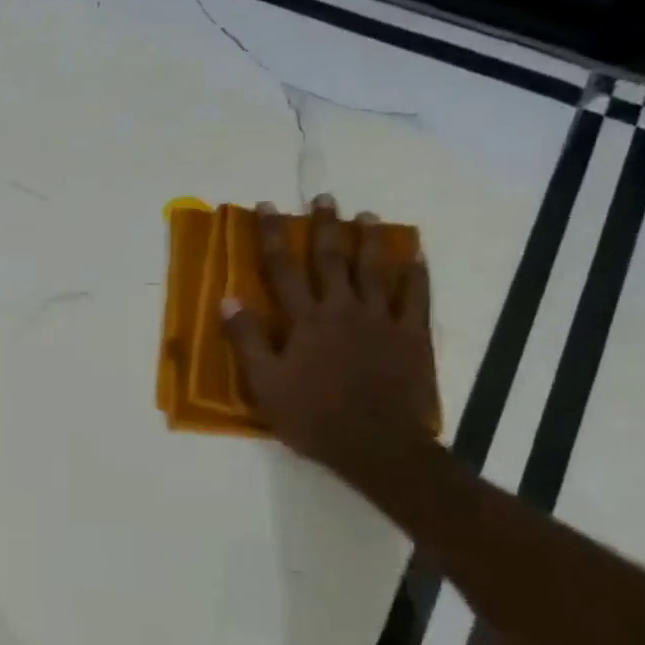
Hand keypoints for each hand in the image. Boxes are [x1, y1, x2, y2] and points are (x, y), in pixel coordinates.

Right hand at [221, 194, 436, 484]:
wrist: (377, 446)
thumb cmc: (313, 416)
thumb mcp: (265, 384)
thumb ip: (247, 340)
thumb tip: (228, 299)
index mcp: (306, 320)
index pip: (283, 268)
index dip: (273, 235)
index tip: (266, 207)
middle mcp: (343, 309)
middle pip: (332, 259)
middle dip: (325, 226)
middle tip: (324, 198)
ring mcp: (382, 320)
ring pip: (376, 270)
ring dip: (371, 240)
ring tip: (367, 215)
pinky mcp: (412, 336)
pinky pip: (416, 297)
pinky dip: (416, 274)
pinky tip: (416, 256)